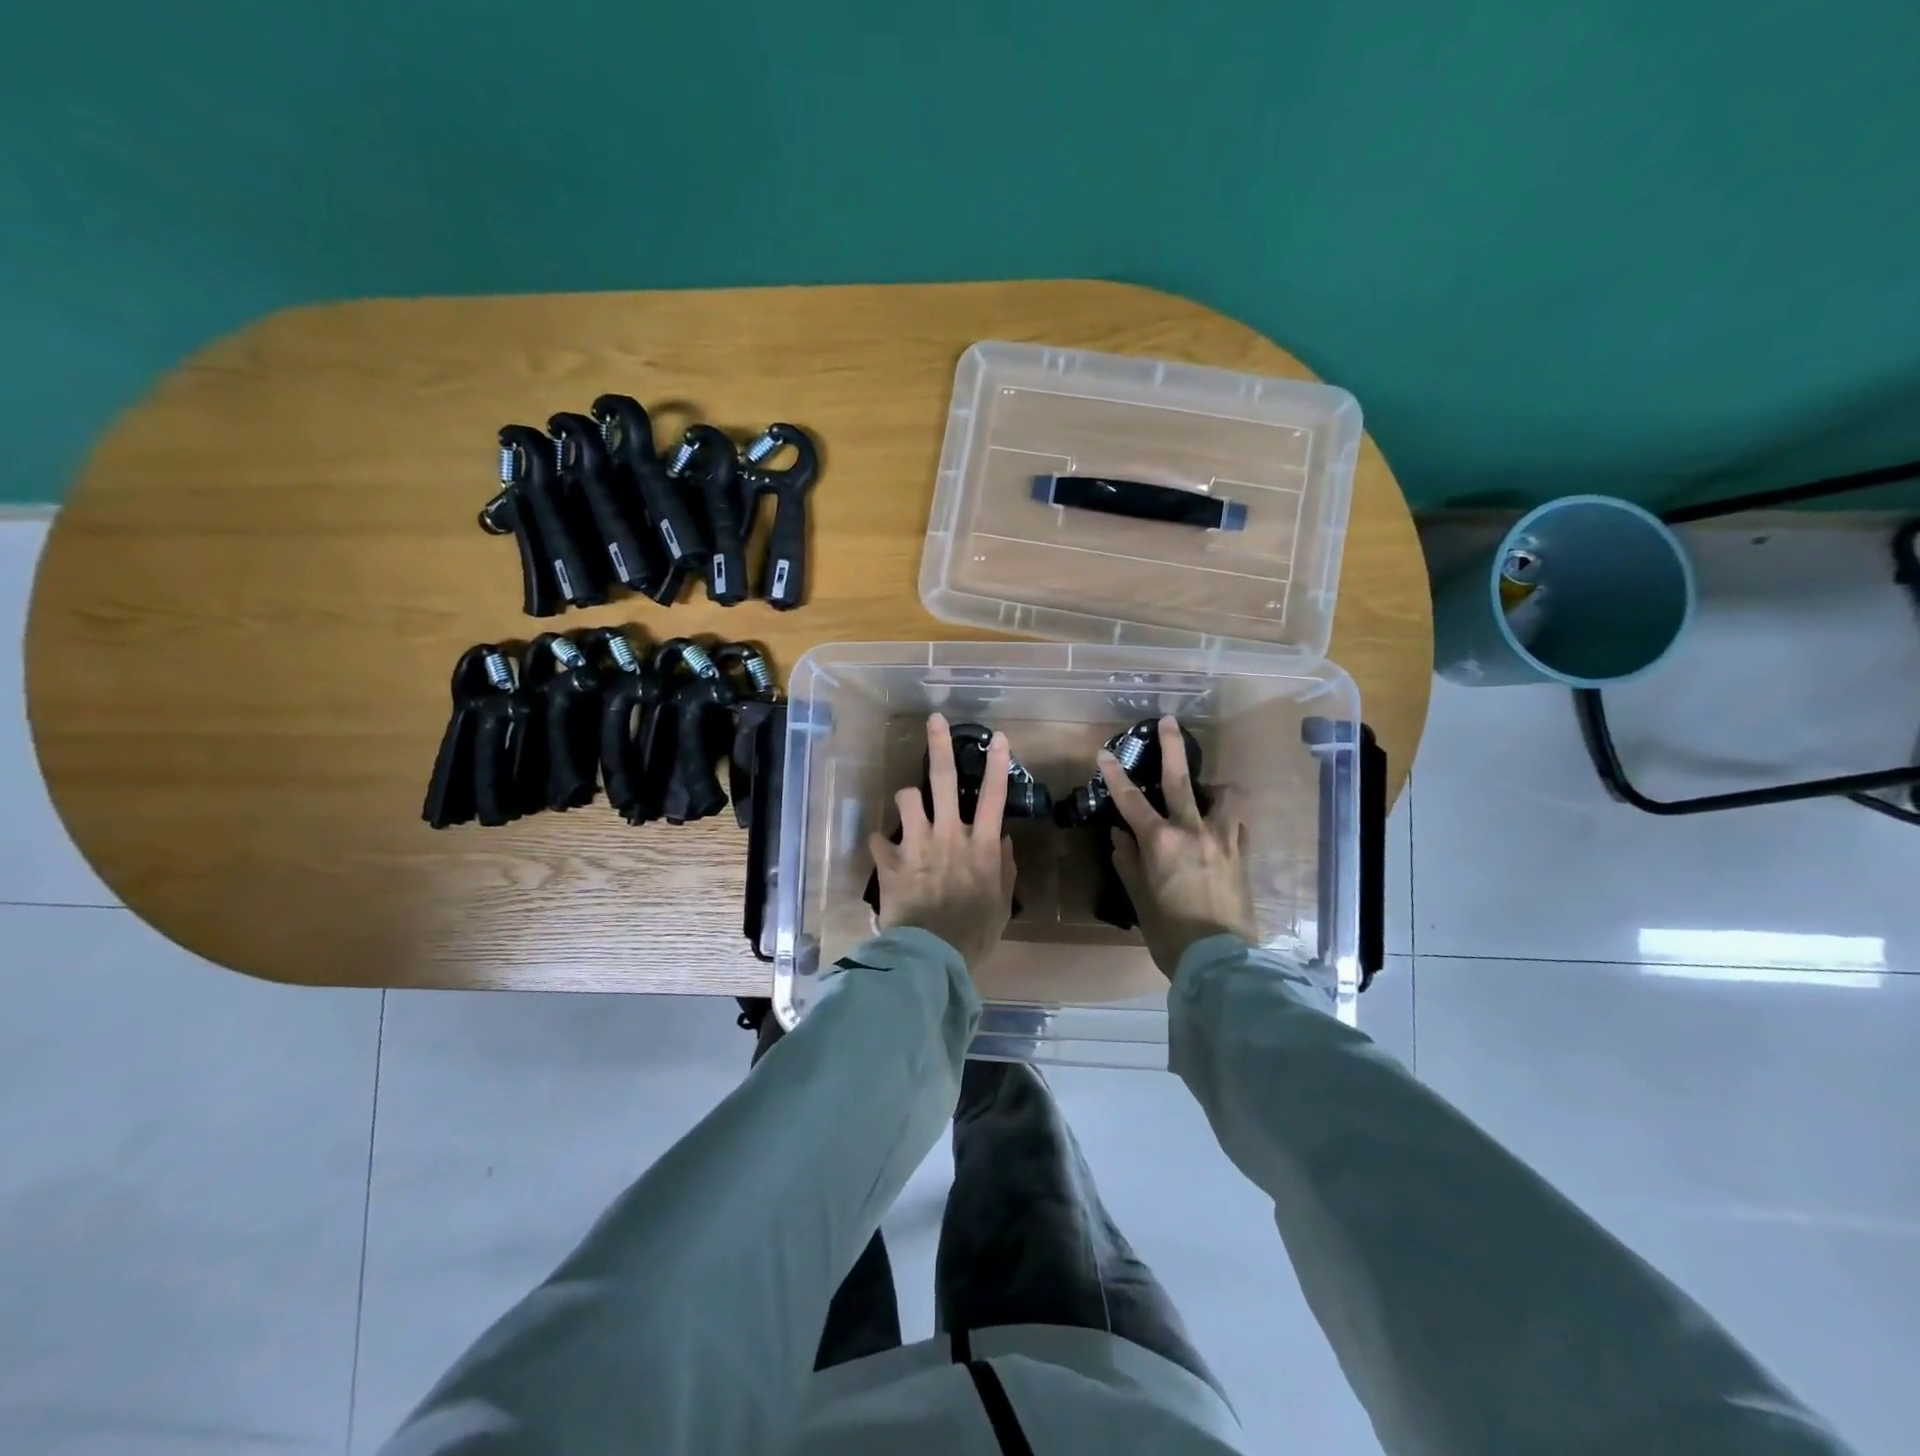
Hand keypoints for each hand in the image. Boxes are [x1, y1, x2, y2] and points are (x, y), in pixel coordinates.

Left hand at [869, 713, 1016, 965]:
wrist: (932, 957)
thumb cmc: (974, 934)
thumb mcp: (1000, 904)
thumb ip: (1005, 870)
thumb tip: (1004, 842)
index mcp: (981, 845)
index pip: (995, 796)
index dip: (997, 764)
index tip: (997, 737)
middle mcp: (949, 835)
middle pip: (945, 780)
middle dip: (940, 746)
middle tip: (934, 720)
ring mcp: (917, 845)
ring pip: (907, 798)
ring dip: (907, 799)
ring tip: (909, 807)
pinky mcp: (890, 861)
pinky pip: (877, 838)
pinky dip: (880, 843)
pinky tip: (883, 851)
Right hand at [1101, 716, 1255, 977]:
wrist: (1220, 960)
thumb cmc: (1170, 932)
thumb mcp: (1140, 898)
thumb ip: (1128, 861)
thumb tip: (1120, 835)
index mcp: (1161, 842)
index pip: (1131, 800)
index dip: (1116, 775)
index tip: (1105, 753)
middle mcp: (1193, 831)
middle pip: (1181, 779)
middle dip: (1172, 747)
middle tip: (1169, 720)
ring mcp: (1223, 840)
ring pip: (1224, 796)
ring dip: (1213, 787)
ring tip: (1206, 791)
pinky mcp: (1243, 854)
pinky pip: (1237, 824)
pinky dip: (1226, 818)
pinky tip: (1220, 827)